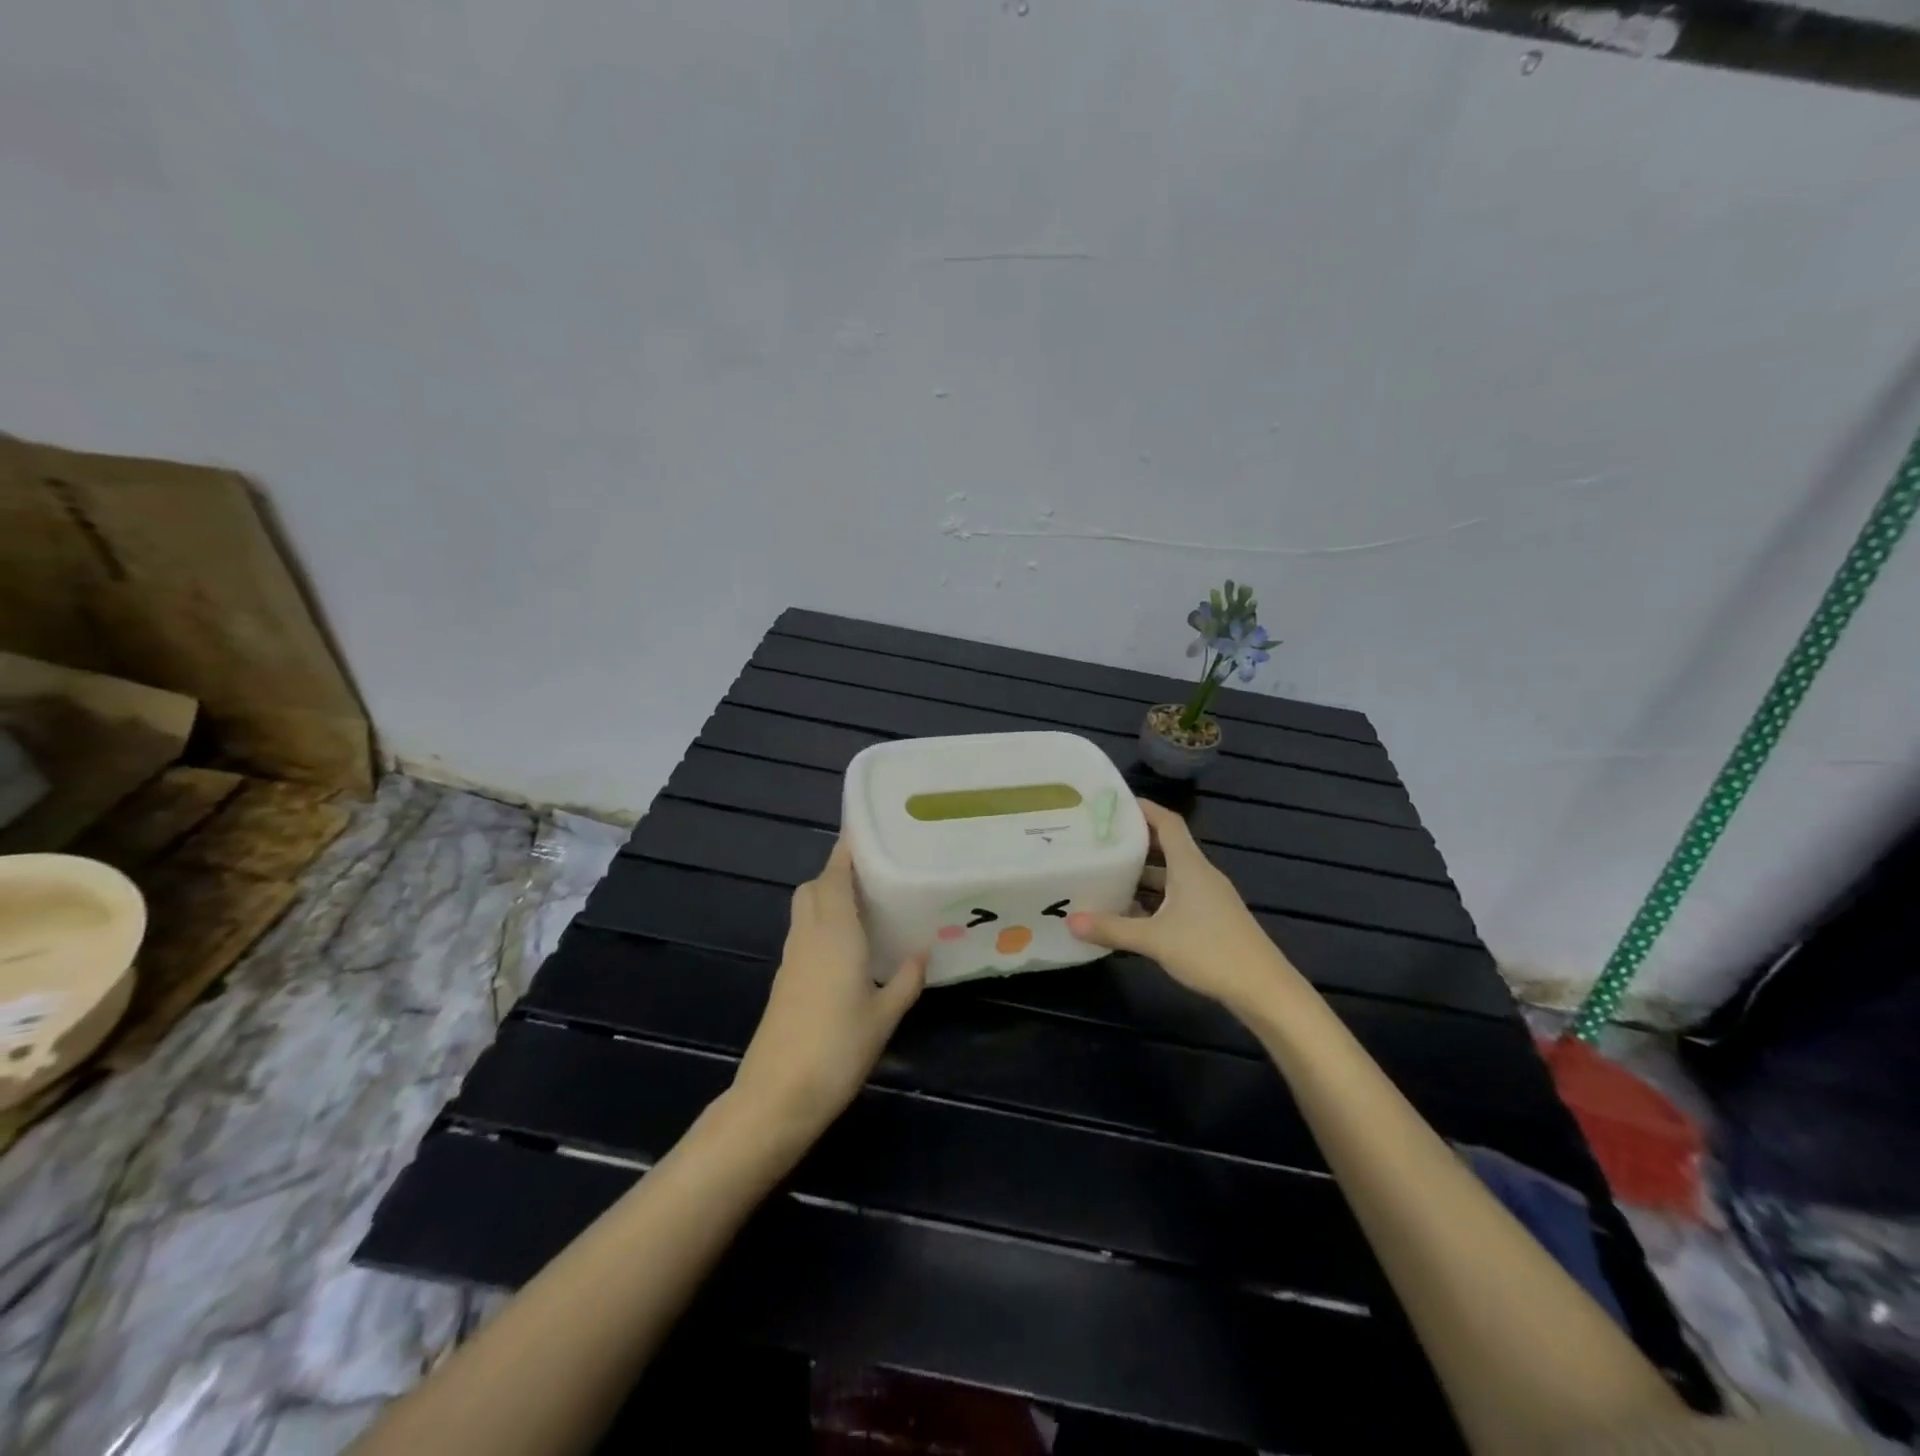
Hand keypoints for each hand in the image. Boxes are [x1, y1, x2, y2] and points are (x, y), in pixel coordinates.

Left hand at [732, 840, 925, 1138]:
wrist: (777, 1096)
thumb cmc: (837, 1050)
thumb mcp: (884, 1017)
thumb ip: (905, 980)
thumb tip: (922, 952)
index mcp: (834, 933)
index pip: (835, 875)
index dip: (847, 848)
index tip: (865, 826)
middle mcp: (809, 935)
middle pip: (815, 886)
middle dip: (838, 871)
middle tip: (876, 871)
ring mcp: (792, 957)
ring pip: (806, 908)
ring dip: (829, 895)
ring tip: (868, 902)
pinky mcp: (784, 979)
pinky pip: (805, 932)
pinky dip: (823, 922)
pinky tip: (849, 945)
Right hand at [1067, 798, 1304, 1015]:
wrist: (1264, 989)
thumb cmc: (1210, 951)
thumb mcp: (1154, 939)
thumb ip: (1112, 928)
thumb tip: (1070, 921)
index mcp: (1190, 866)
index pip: (1167, 822)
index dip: (1144, 809)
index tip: (1114, 804)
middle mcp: (1200, 875)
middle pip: (1166, 847)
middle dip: (1135, 843)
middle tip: (1099, 841)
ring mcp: (1209, 898)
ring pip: (1170, 876)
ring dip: (1142, 875)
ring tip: (1107, 876)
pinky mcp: (1212, 919)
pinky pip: (1177, 897)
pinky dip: (1154, 899)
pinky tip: (1132, 914)